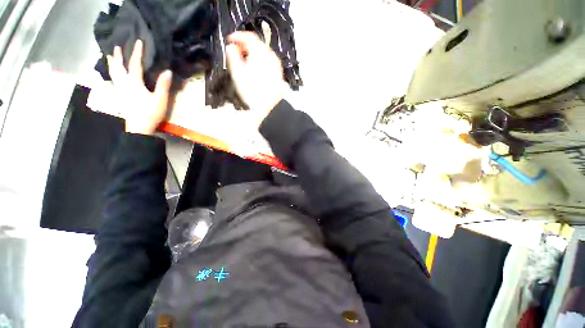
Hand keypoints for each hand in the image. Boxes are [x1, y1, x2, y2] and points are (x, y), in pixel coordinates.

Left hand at [107, 40, 171, 134]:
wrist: (139, 128)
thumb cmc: (151, 113)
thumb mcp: (160, 99)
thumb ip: (163, 85)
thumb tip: (167, 71)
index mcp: (135, 83)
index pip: (135, 64)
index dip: (137, 53)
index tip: (138, 42)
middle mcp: (124, 84)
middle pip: (119, 68)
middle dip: (118, 57)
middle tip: (116, 48)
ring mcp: (119, 91)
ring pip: (113, 75)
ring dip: (111, 65)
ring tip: (109, 57)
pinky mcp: (119, 98)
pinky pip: (111, 84)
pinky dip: (109, 78)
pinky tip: (108, 78)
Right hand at [226, 32, 285, 127]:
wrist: (266, 108)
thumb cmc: (251, 91)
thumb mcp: (237, 73)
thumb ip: (233, 56)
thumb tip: (231, 48)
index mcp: (260, 54)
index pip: (250, 37)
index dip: (238, 37)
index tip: (230, 41)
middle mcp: (271, 58)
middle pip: (258, 45)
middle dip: (246, 46)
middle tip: (236, 52)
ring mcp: (277, 67)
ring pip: (264, 54)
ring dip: (254, 55)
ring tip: (245, 62)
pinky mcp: (279, 76)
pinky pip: (269, 64)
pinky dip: (261, 63)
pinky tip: (256, 70)